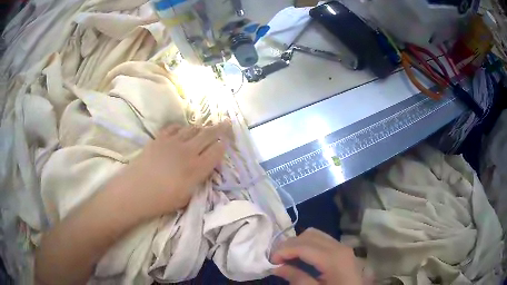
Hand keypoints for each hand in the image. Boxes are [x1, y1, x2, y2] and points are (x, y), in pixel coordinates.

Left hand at [110, 122, 229, 219]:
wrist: (135, 191)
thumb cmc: (161, 200)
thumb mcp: (187, 197)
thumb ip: (199, 181)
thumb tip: (204, 169)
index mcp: (196, 168)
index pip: (217, 151)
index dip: (223, 146)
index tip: (225, 145)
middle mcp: (187, 151)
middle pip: (208, 134)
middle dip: (220, 128)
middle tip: (227, 123)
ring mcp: (172, 142)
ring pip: (192, 128)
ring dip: (201, 128)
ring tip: (204, 129)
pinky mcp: (159, 139)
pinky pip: (174, 127)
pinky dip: (181, 127)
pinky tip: (182, 131)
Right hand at [271, 228, 362, 284]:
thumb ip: (297, 278)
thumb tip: (277, 267)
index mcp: (333, 258)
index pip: (303, 246)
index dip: (283, 251)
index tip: (270, 261)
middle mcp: (339, 246)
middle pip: (309, 235)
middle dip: (289, 244)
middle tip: (276, 259)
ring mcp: (343, 246)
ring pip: (315, 234)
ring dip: (298, 243)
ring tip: (287, 257)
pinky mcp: (343, 250)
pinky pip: (322, 239)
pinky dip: (308, 244)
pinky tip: (301, 256)